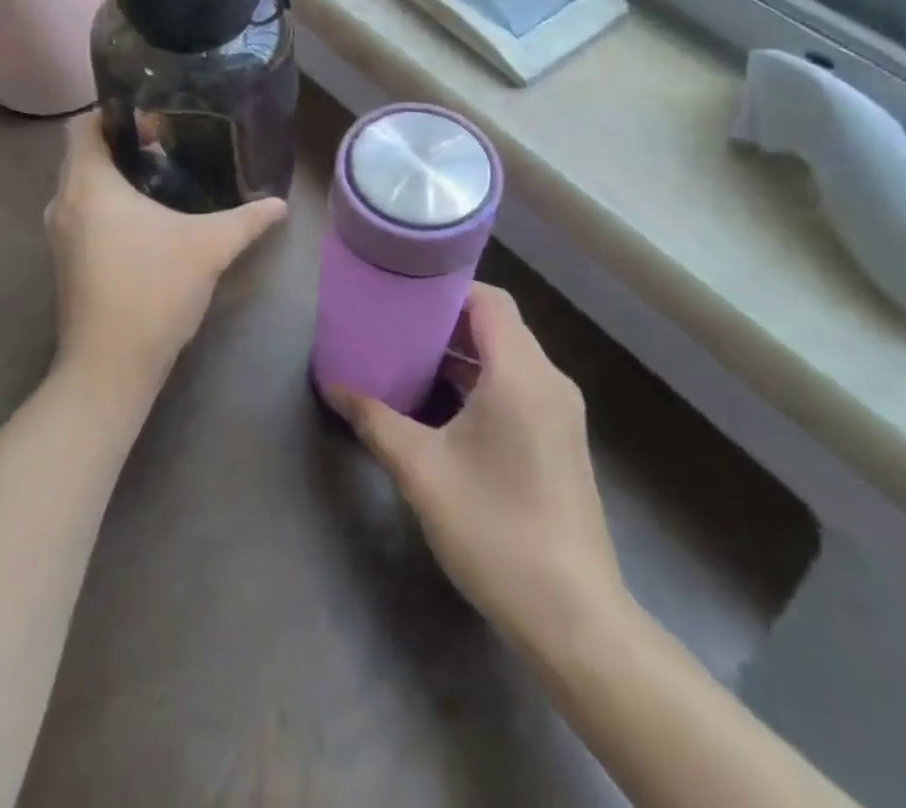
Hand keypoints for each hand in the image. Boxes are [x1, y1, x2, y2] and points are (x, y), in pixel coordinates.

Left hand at [45, 111, 287, 395]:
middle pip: (83, 154)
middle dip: (122, 145)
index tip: (152, 118)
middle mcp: (63, 202)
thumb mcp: (209, 247)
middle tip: (167, 145)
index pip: (82, 125)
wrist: (109, 366)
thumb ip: (246, 220)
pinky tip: (148, 221)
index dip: (113, 113)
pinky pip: (83, 214)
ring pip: (83, 187)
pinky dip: (108, 206)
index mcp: (88, 184)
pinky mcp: (65, 261)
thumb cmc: (153, 290)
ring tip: (163, 179)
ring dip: (115, 178)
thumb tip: (280, 203)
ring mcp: (59, 235)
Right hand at [330, 285, 628, 635]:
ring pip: (509, 357)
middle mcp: (549, 381)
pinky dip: (483, 379)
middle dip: (447, 320)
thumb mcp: (421, 469)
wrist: (573, 617)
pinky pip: (519, 385)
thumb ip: (374, 419)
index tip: (403, 293)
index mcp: (521, 374)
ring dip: (464, 353)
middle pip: (498, 325)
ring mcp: (561, 413)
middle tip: (396, 323)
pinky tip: (444, 403)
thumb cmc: (493, 527)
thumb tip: (332, 384)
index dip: (446, 289)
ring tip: (411, 357)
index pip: (489, 300)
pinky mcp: (561, 440)